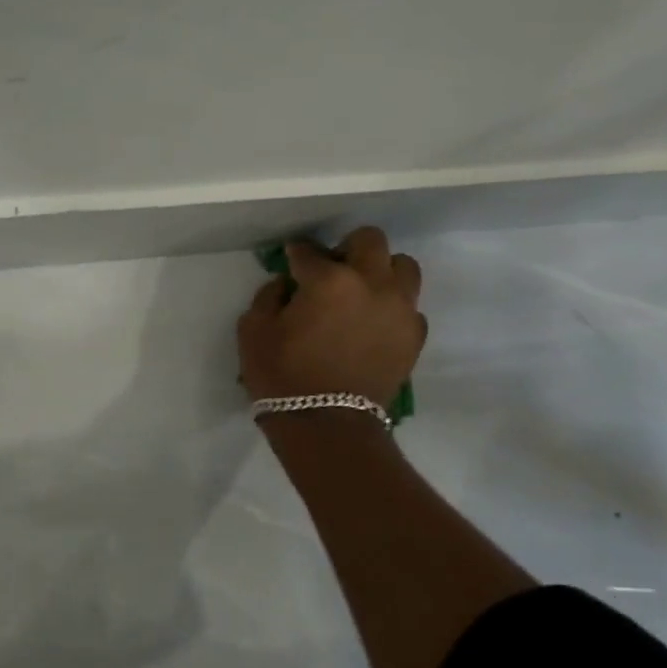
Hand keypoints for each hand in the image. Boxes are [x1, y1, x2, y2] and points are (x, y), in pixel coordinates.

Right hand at [238, 227, 425, 408]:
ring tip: (362, 292)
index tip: (291, 262)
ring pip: (403, 266)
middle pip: (370, 240)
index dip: (296, 254)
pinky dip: (393, 307)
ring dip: (381, 271)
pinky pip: (410, 307)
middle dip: (348, 248)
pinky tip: (374, 324)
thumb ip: (268, 296)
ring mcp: (400, 309)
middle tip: (332, 271)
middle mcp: (372, 283)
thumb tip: (286, 284)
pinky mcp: (414, 336)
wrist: (328, 427)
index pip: (309, 251)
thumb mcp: (253, 331)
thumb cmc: (283, 376)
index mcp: (329, 279)